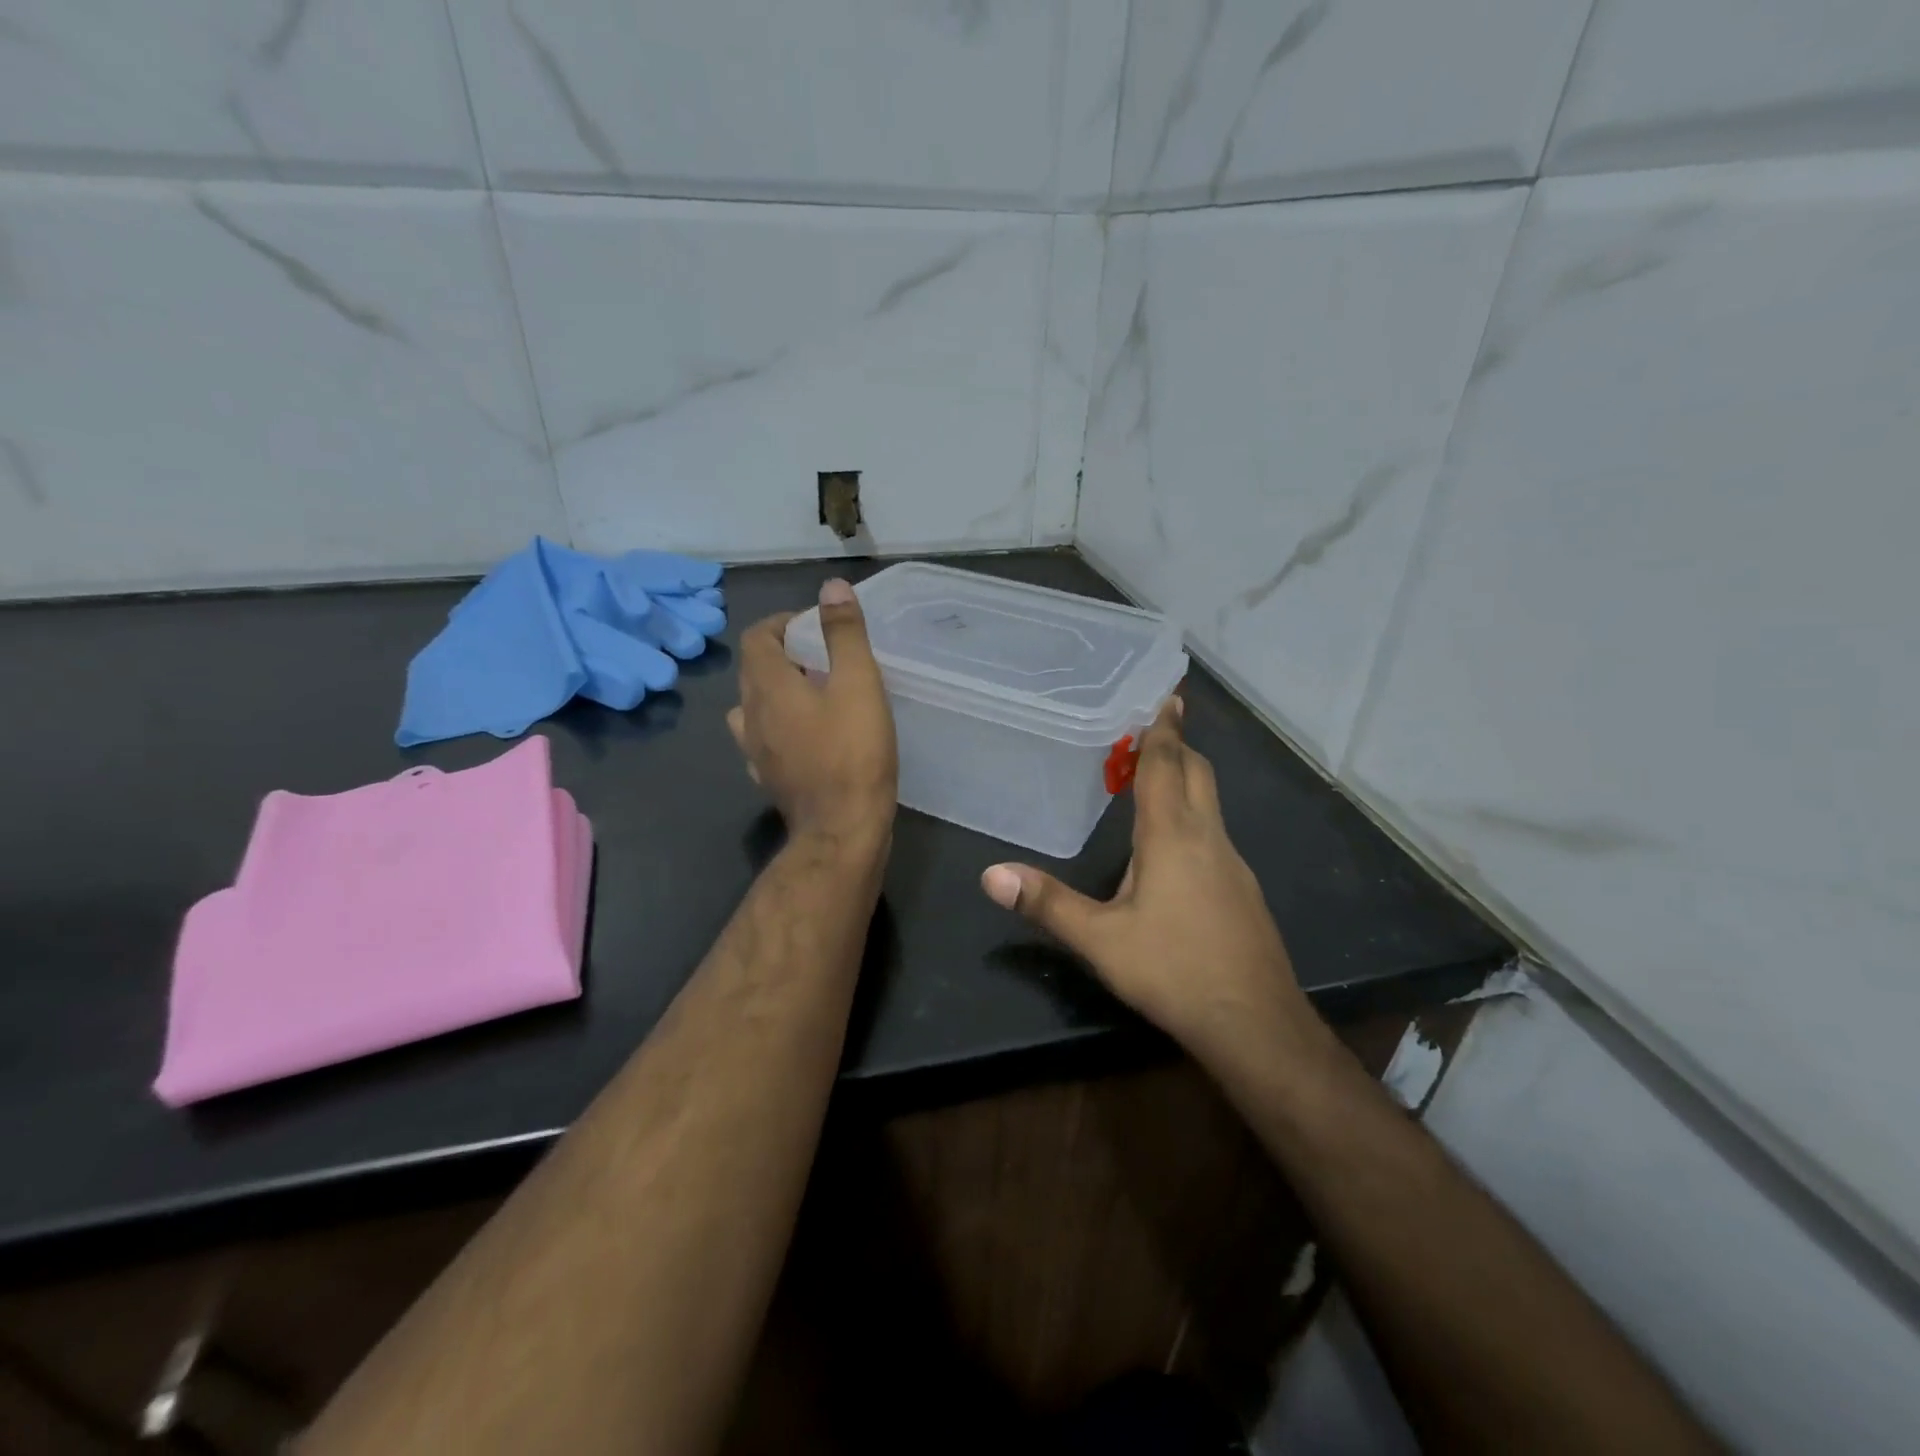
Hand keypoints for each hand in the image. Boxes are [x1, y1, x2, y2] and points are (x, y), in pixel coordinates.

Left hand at [728, 579, 896, 847]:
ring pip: (754, 709)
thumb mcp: (858, 684)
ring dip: (777, 693)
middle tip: (821, 657)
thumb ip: (844, 634)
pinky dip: (780, 729)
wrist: (842, 830)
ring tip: (813, 695)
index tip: (813, 626)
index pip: (756, 638)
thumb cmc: (853, 753)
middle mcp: (751, 716)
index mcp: (768, 687)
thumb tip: (831, 588)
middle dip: (782, 656)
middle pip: (753, 671)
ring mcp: (756, 752)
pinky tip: (807, 737)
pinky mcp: (769, 779)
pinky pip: (764, 742)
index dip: (780, 623)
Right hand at [980, 700, 1322, 1064]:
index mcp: (1172, 836)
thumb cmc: (1173, 970)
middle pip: (1198, 775)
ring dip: (1187, 780)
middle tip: (1152, 731)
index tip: (1166, 697)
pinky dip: (1194, 816)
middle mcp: (1208, 838)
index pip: (1167, 767)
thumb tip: (991, 874)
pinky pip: (1216, 834)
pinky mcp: (1243, 891)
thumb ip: (1047, 903)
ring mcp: (1233, 865)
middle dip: (1176, 748)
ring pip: (1211, 804)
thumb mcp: (1100, 940)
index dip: (1162, 730)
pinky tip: (1175, 848)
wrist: (1256, 1023)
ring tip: (1156, 779)